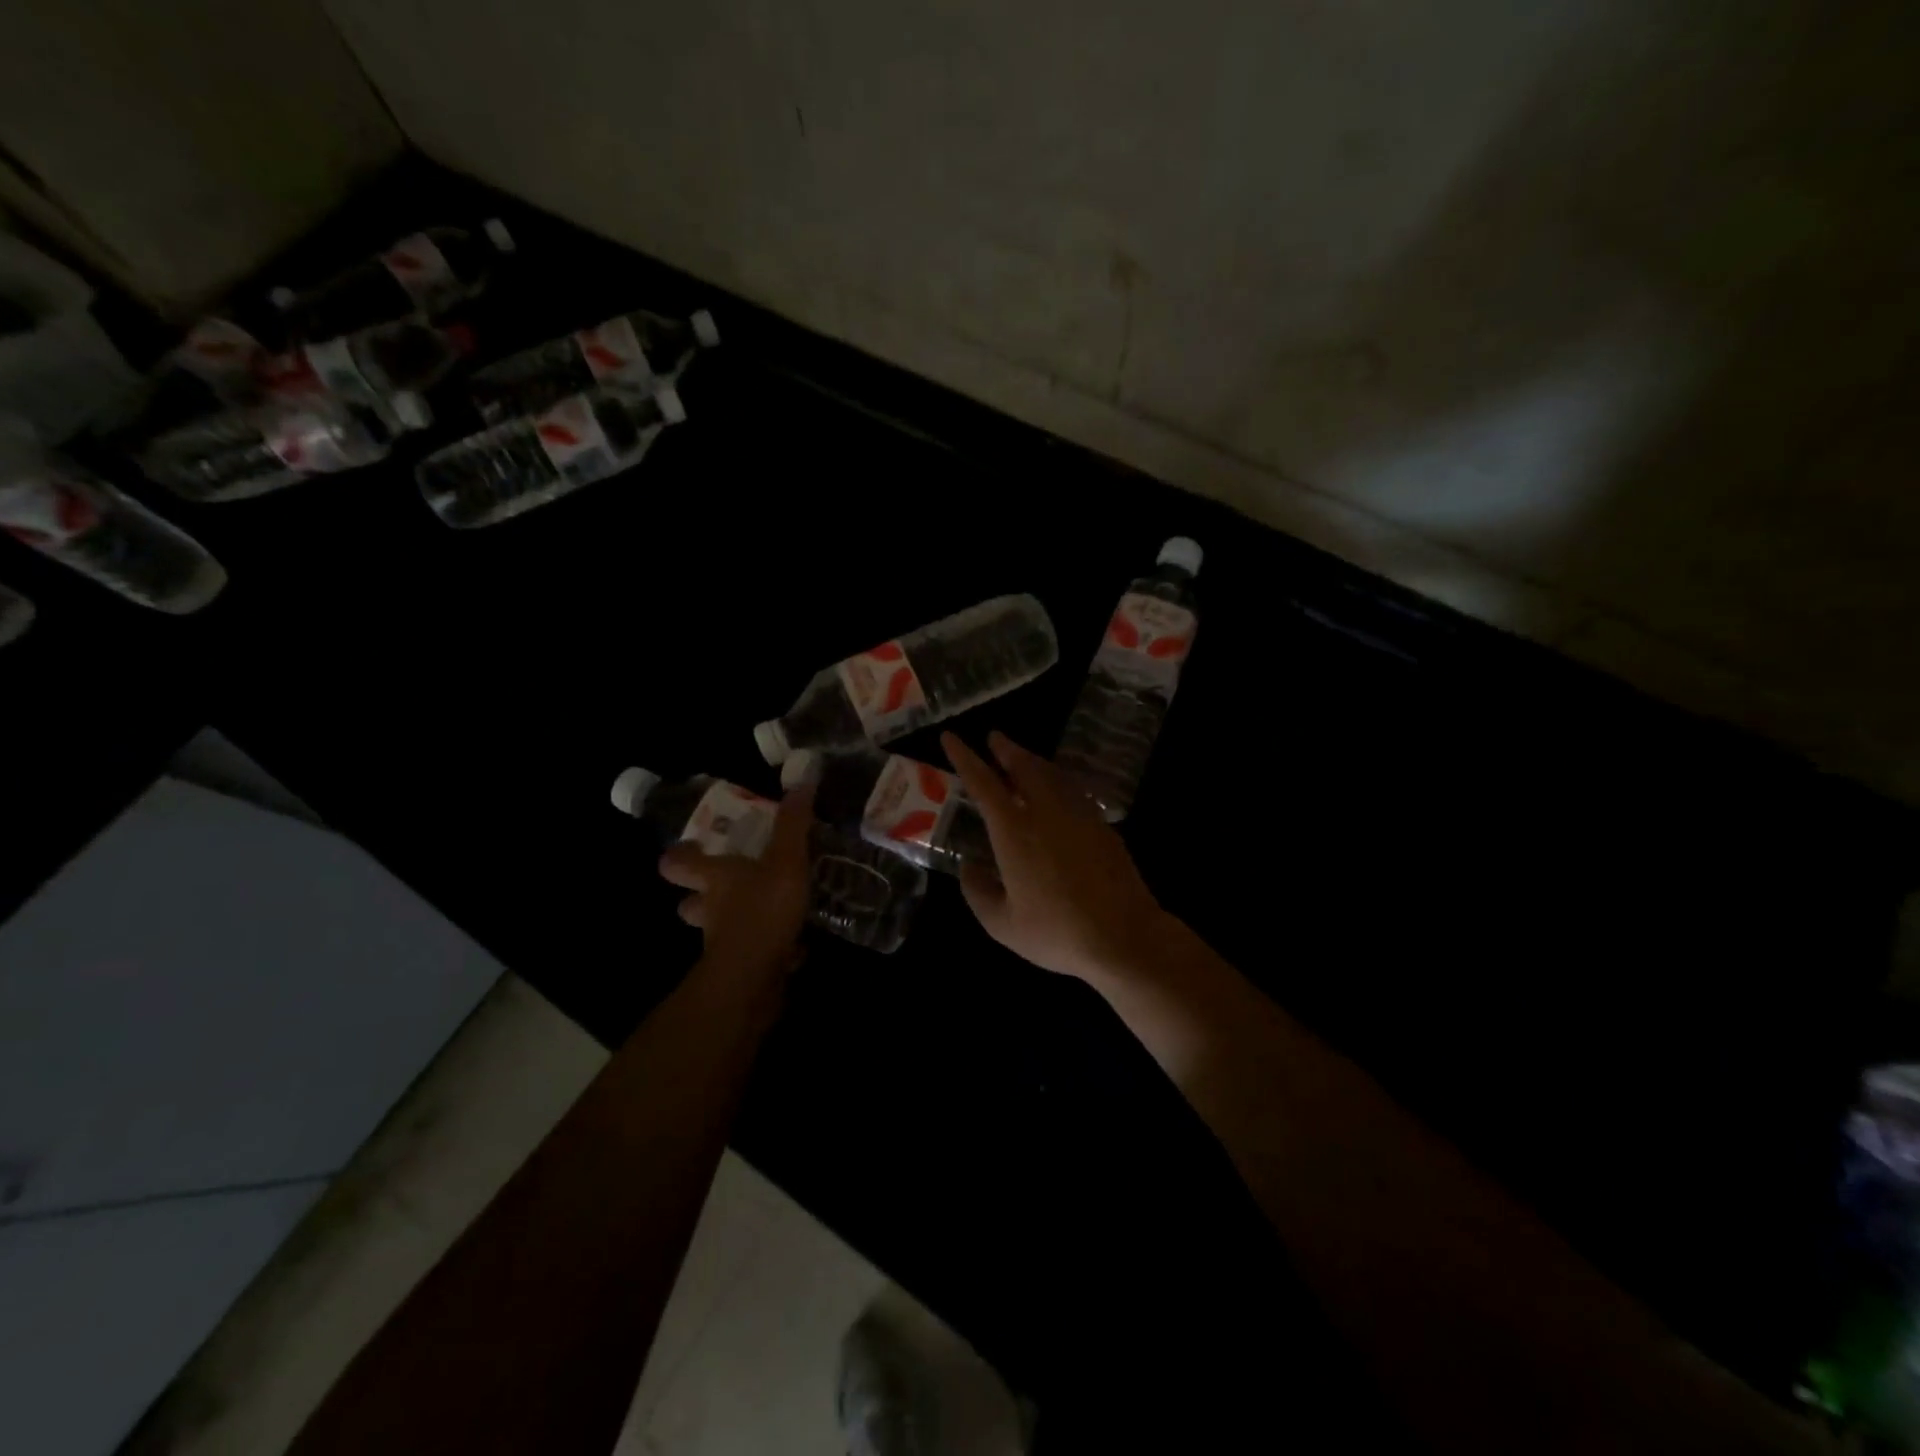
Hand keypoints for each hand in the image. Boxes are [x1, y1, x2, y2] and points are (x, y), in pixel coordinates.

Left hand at [658, 784, 814, 975]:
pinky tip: (797, 944)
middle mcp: (710, 909)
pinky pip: (754, 953)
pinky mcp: (744, 968)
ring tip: (771, 910)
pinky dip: (771, 948)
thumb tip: (802, 779)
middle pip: (691, 902)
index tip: (692, 845)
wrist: (754, 979)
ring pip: (721, 929)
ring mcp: (724, 942)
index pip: (678, 863)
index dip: (680, 854)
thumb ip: (793, 824)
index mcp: (714, 878)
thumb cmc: (762, 910)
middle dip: (703, 895)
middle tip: (731, 883)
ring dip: (739, 921)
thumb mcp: (785, 860)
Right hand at [942, 731, 1171, 982]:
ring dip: (1032, 761)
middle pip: (1023, 767)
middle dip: (1005, 750)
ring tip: (1021, 757)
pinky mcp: (1102, 825)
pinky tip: (1056, 789)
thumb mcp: (1002, 924)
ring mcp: (1079, 815)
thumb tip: (969, 867)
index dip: (964, 758)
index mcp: (1014, 832)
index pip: (983, 784)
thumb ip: (978, 892)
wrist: (1123, 936)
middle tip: (994, 738)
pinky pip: (1072, 789)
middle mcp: (1045, 812)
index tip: (951, 737)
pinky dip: (1057, 779)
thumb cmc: (1056, 932)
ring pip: (1051, 774)